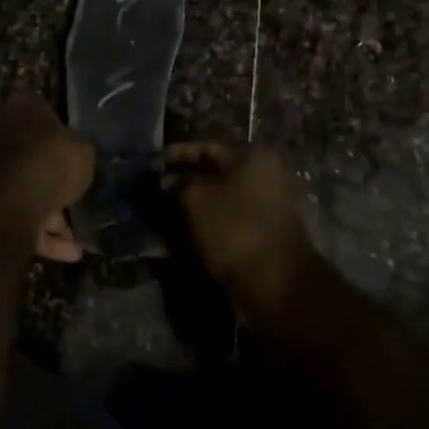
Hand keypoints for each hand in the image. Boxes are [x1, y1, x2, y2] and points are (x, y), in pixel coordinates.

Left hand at [0, 96, 94, 245]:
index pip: (42, 111)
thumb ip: (79, 151)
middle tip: (77, 198)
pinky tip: (70, 253)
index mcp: (21, 107)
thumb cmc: (50, 161)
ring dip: (51, 216)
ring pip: (25, 190)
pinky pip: (19, 217)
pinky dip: (43, 235)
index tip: (76, 152)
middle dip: (53, 179)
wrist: (8, 201)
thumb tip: (78, 154)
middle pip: (31, 155)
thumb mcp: (83, 152)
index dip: (61, 133)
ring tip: (78, 238)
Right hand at [163, 142, 321, 326]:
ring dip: (197, 201)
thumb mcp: (196, 199)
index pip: (207, 146)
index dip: (177, 154)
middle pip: (218, 170)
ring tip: (168, 211)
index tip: (153, 164)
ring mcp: (272, 201)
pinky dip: (211, 218)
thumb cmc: (233, 229)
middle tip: (159, 188)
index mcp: (253, 155)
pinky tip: (189, 229)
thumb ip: (178, 183)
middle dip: (187, 179)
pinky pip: (233, 215)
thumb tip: (167, 179)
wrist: (275, 282)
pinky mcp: (269, 228)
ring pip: (225, 194)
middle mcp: (267, 172)